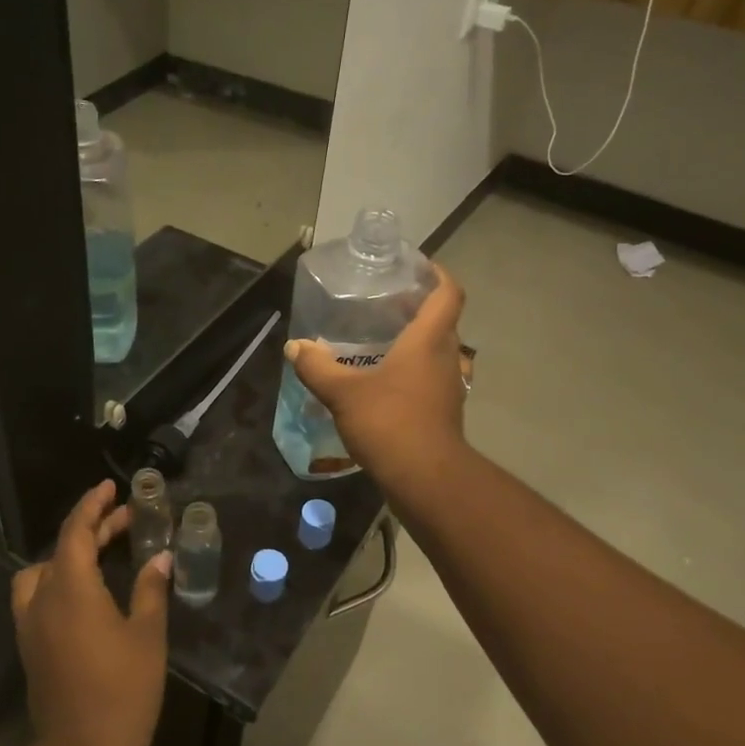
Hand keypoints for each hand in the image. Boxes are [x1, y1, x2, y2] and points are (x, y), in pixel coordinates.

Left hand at [10, 481, 170, 745]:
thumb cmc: (122, 690)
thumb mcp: (146, 635)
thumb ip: (150, 589)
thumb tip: (160, 558)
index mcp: (71, 589)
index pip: (76, 532)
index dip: (93, 505)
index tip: (110, 487)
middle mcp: (43, 599)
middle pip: (62, 549)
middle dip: (92, 528)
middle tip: (126, 520)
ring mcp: (31, 625)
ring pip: (41, 572)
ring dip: (68, 555)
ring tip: (100, 555)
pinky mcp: (31, 646)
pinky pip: (38, 596)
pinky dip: (59, 579)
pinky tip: (87, 593)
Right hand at [284, 263, 468, 489]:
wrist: (425, 478)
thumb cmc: (389, 422)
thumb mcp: (343, 392)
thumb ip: (317, 367)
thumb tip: (294, 347)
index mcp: (429, 340)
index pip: (448, 294)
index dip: (437, 274)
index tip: (417, 266)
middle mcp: (447, 358)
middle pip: (443, 321)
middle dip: (419, 308)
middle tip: (386, 303)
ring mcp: (450, 387)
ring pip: (438, 352)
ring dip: (417, 342)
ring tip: (383, 340)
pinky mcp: (444, 412)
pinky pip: (431, 378)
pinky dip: (414, 371)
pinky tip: (385, 381)